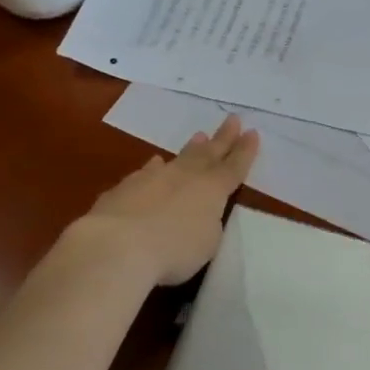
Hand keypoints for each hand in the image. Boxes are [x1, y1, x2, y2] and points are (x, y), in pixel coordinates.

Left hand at [72, 116, 259, 285]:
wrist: (117, 245)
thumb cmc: (174, 250)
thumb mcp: (207, 243)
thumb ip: (207, 223)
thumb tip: (197, 211)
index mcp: (212, 190)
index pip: (234, 167)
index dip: (245, 151)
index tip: (252, 132)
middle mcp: (185, 177)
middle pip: (208, 153)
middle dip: (223, 138)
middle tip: (232, 119)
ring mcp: (153, 179)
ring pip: (178, 158)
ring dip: (191, 148)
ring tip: (199, 136)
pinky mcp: (125, 188)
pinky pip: (147, 172)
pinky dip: (155, 168)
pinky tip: (155, 164)